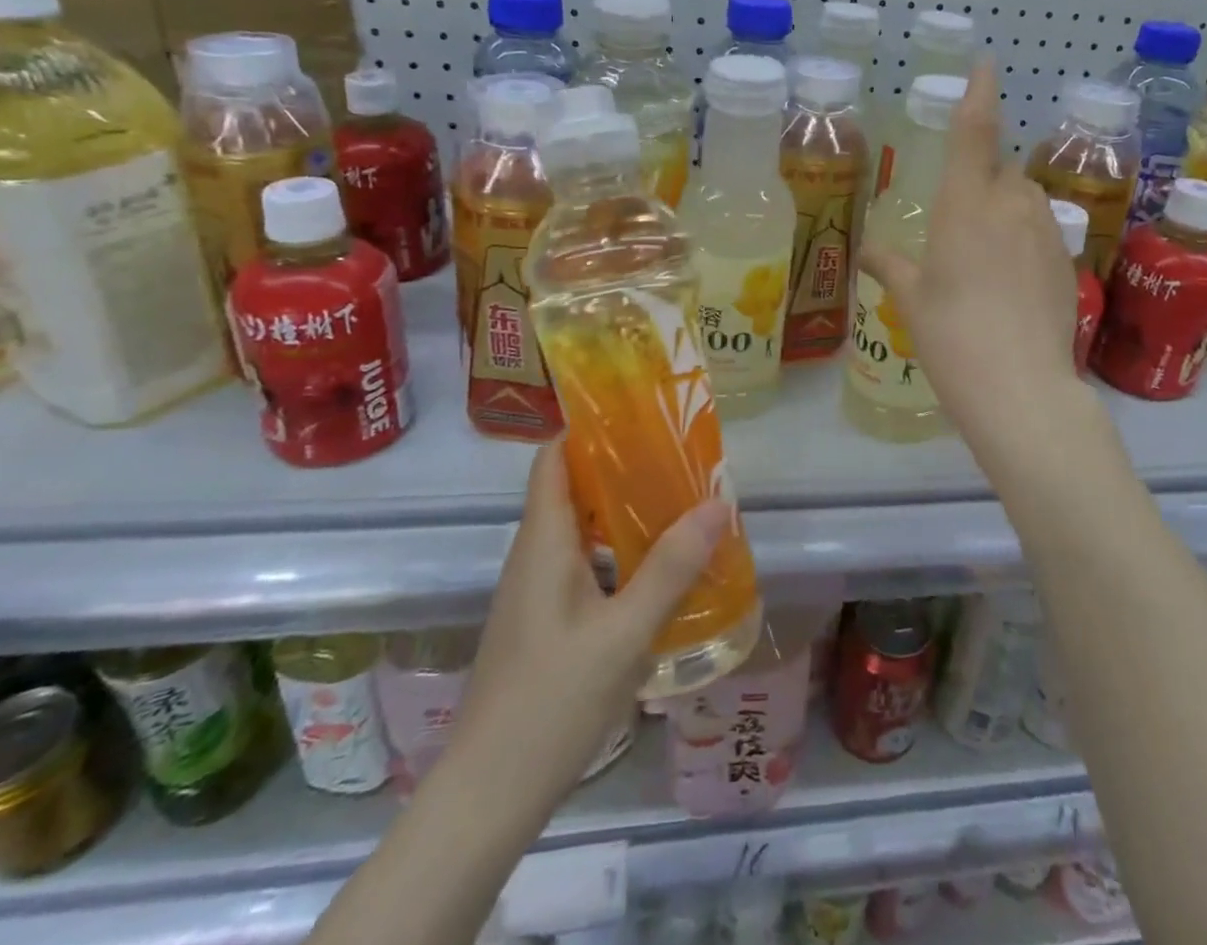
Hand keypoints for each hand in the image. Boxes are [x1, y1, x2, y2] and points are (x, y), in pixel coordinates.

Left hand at [450, 442, 729, 813]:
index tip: (638, 413)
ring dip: (621, 512)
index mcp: (543, 541)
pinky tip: (653, 571)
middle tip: (676, 458)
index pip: (553, 457)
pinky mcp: (541, 622)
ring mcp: (533, 591)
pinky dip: (614, 552)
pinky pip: (580, 564)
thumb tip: (717, 504)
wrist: (489, 794)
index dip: (588, 427)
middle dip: (620, 467)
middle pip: (570, 487)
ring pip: (578, 529)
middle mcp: (533, 555)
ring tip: (676, 505)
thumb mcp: (625, 632)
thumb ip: (671, 567)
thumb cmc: (553, 700)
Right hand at [861, 62, 1081, 447]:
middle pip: (1001, 169)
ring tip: (985, 256)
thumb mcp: (912, 299)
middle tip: (960, 222)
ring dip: (1007, 208)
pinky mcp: (1067, 259)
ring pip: (1026, 198)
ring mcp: (1046, 231)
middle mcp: (1010, 205)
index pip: (973, 133)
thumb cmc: (950, 335)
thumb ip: (891, 266)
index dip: (979, 93)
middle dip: (984, 179)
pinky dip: (1026, 238)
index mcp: (965, 204)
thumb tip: (866, 253)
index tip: (987, 63)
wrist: (1020, 387)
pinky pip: (1043, 230)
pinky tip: (1011, 281)